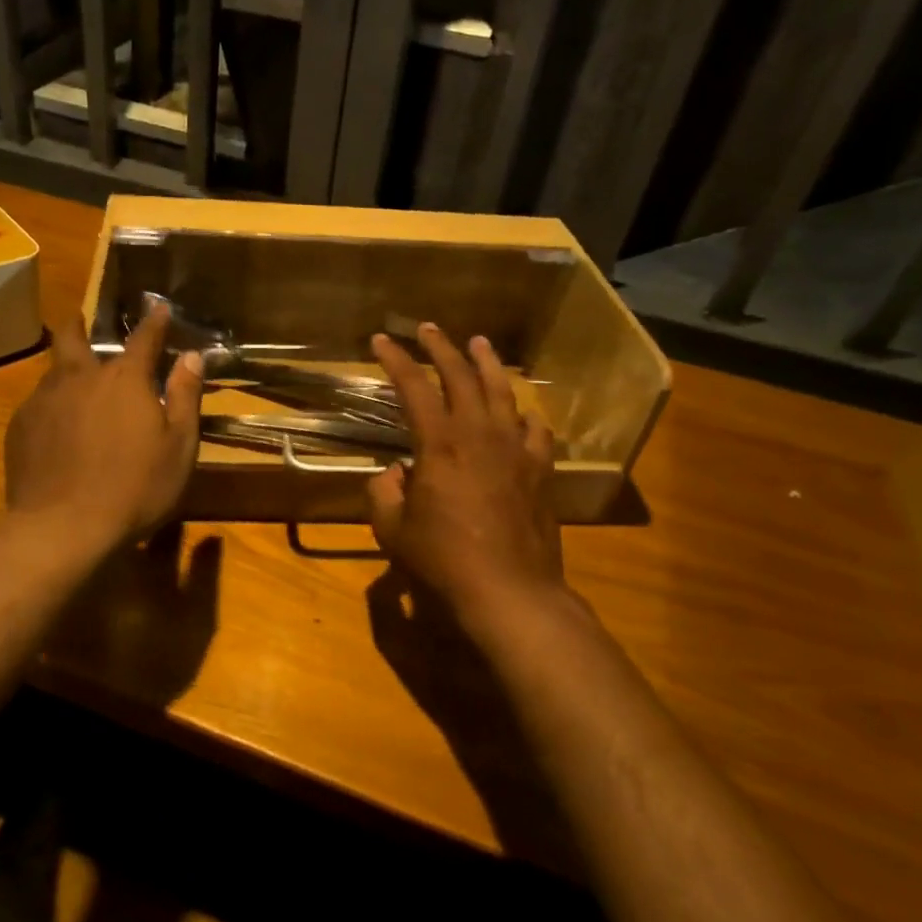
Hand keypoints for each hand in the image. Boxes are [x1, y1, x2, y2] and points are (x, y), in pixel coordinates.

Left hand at [4, 307, 203, 553]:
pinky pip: (37, 404)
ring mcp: (44, 401)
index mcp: (124, 379)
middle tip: (80, 320)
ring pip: (52, 371)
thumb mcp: (179, 446)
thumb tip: (192, 356)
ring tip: (71, 382)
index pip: (144, 339)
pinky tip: (55, 427)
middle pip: (73, 338)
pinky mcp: (19, 427)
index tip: (158, 308)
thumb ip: (185, 396)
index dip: (154, 322)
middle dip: (78, 324)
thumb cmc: (135, 488)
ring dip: (64, 369)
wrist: (62, 527)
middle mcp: (80, 378)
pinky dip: (50, 405)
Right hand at [367, 324, 565, 630]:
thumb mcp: (392, 530)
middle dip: (441, 348)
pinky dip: (526, 415)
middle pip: (461, 377)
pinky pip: (535, 431)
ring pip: (502, 393)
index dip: (395, 360)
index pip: (413, 387)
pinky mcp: (540, 471)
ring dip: (487, 364)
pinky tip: (524, 412)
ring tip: (480, 343)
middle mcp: (479, 435)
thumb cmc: (443, 561)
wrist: (510, 592)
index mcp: (439, 444)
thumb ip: (385, 492)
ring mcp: (515, 450)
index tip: (381, 340)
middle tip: (428, 329)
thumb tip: (397, 472)